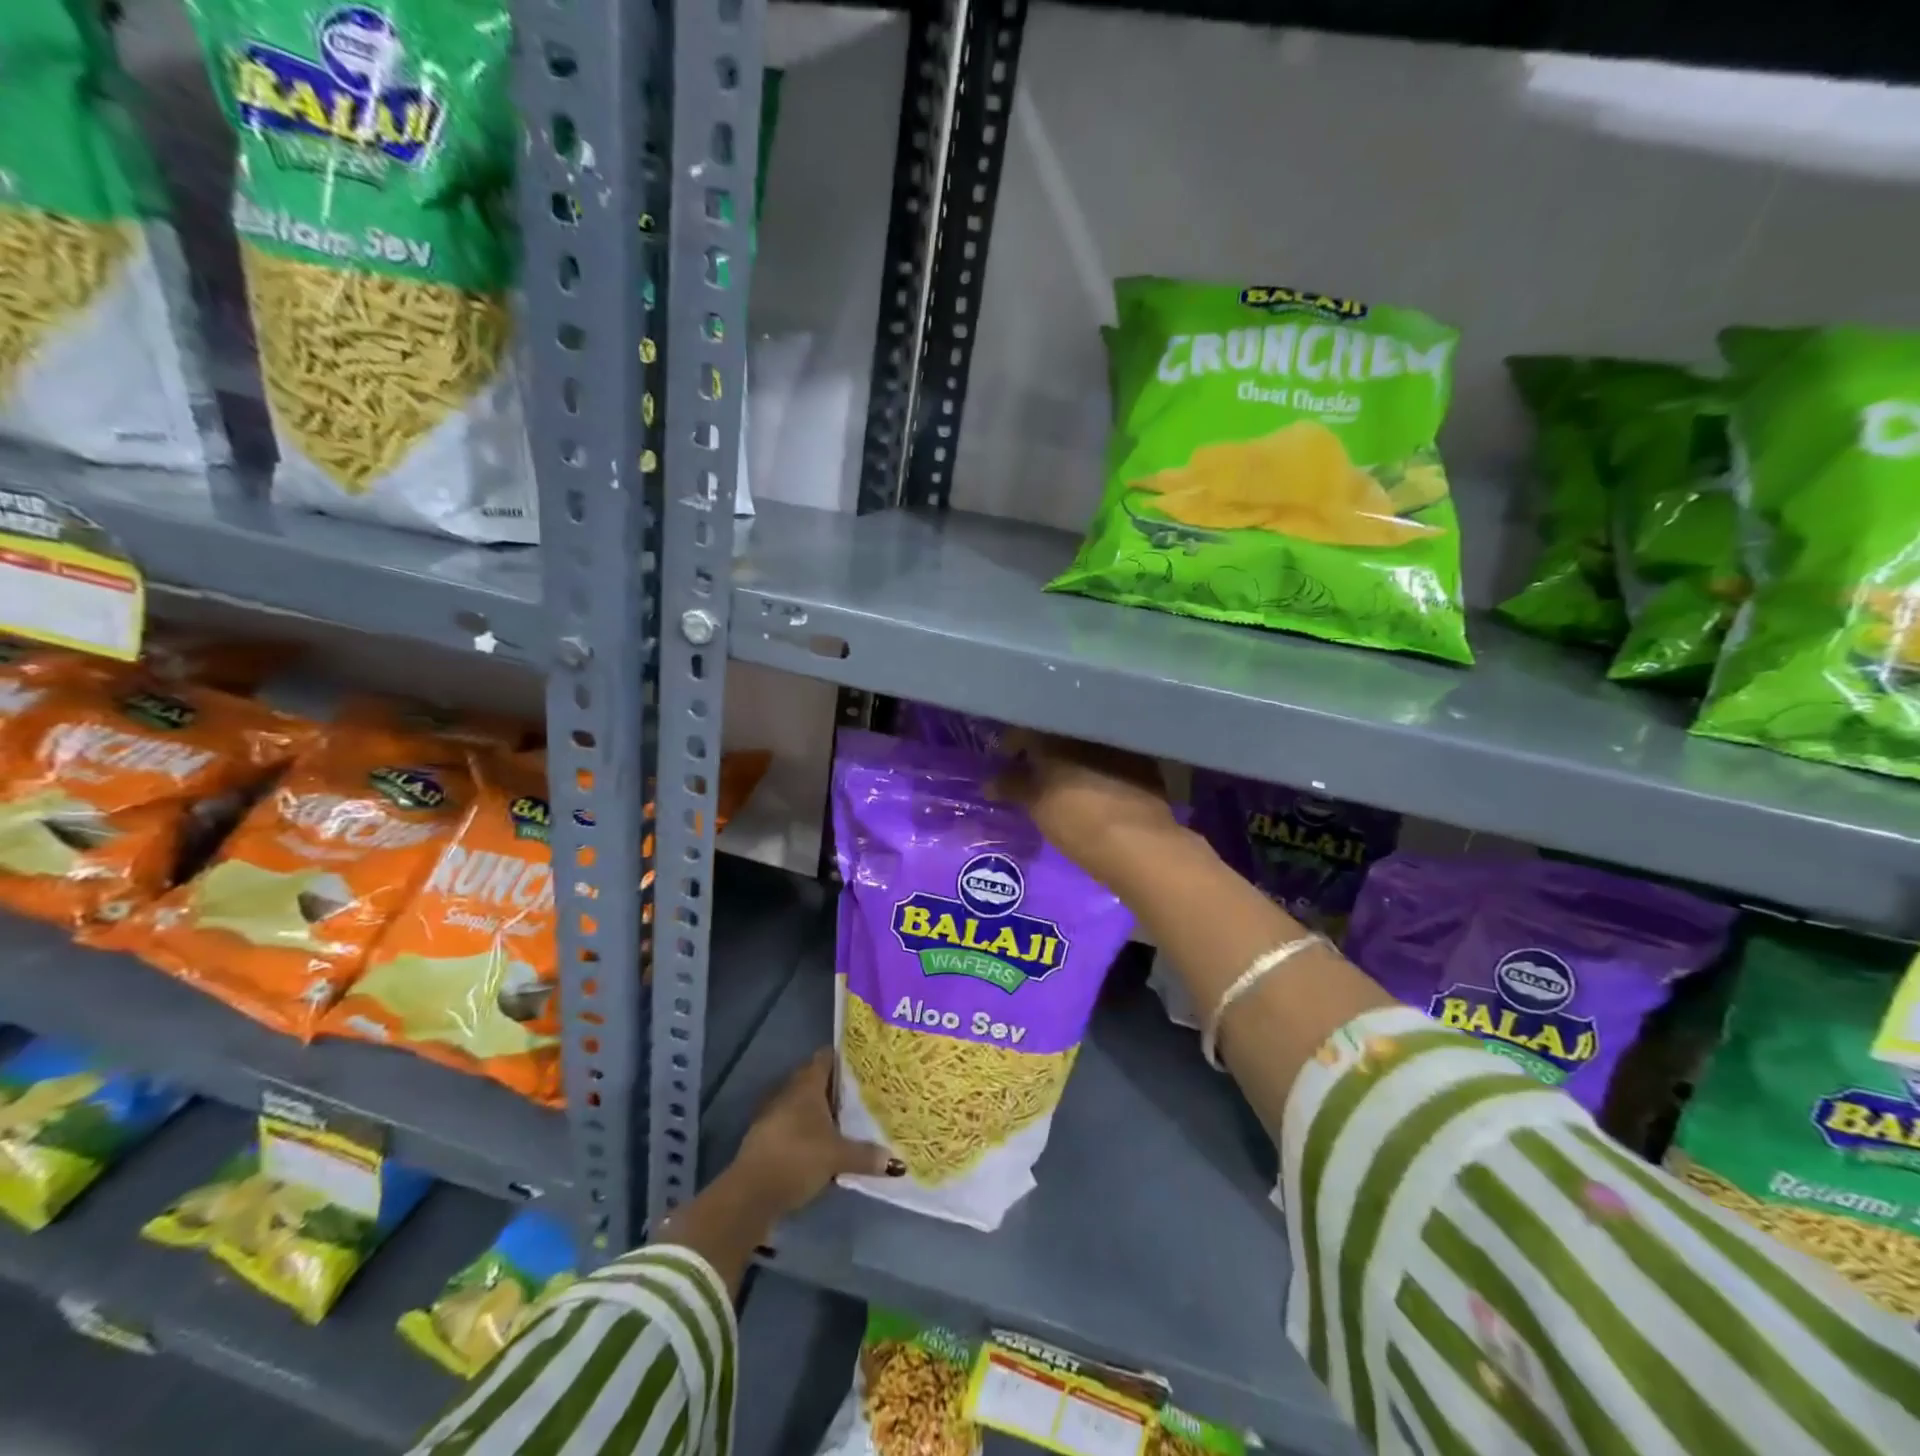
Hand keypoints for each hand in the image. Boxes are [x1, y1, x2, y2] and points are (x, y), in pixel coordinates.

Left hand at [731, 1049, 898, 1219]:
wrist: (750, 1194)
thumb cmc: (797, 1158)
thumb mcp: (837, 1157)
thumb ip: (866, 1155)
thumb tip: (896, 1162)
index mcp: (807, 1085)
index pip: (825, 1057)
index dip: (843, 1056)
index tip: (864, 1061)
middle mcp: (790, 1093)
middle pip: (816, 1080)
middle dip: (836, 1086)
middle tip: (863, 1092)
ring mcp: (776, 1115)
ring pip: (805, 1104)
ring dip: (822, 1111)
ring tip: (849, 1118)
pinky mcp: (769, 1138)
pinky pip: (795, 1125)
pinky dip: (810, 1130)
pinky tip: (825, 1144)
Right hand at [991, 731, 1186, 888]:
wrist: (1140, 844)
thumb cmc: (1078, 821)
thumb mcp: (1037, 806)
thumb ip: (1012, 787)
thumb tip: (988, 782)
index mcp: (1058, 734)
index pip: (1026, 729)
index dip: (1013, 743)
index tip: (1005, 758)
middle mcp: (1089, 730)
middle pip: (1058, 733)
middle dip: (1044, 748)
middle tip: (1032, 768)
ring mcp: (1119, 744)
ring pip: (1087, 744)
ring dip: (1073, 756)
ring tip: (1063, 778)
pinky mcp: (1144, 763)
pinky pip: (1112, 757)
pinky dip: (1099, 767)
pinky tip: (1095, 784)